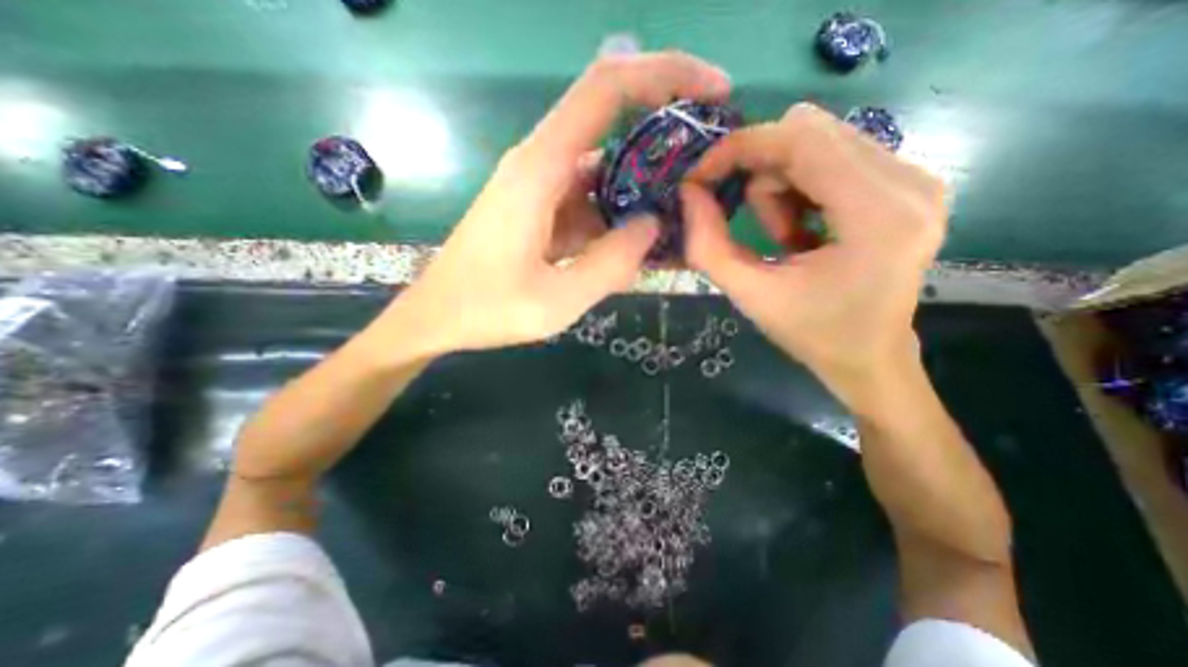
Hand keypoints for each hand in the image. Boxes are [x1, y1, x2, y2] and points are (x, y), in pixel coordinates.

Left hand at [392, 52, 729, 354]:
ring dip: (645, 191)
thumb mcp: (555, 300)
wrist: (438, 317)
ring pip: (606, 173)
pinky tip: (642, 245)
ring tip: (684, 221)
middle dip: (666, 142)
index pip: (607, 89)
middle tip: (709, 174)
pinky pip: (591, 203)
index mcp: (540, 170)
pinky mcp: (542, 210)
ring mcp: (541, 188)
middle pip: (614, 127)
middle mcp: (541, 165)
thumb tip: (653, 225)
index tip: (714, 91)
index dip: (665, 75)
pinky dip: (620, 218)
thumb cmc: (486, 309)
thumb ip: (609, 264)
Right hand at [688, 101, 946, 410]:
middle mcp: (908, 182)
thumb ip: (708, 245)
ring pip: (819, 141)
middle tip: (748, 220)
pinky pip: (833, 156)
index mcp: (877, 215)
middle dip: (761, 170)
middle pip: (810, 132)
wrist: (869, 357)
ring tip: (785, 237)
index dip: (741, 148)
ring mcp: (915, 178)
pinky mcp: (906, 184)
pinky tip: (803, 229)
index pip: (801, 141)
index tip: (700, 175)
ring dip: (781, 185)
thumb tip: (688, 192)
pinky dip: (801, 188)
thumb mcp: (749, 295)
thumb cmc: (810, 333)